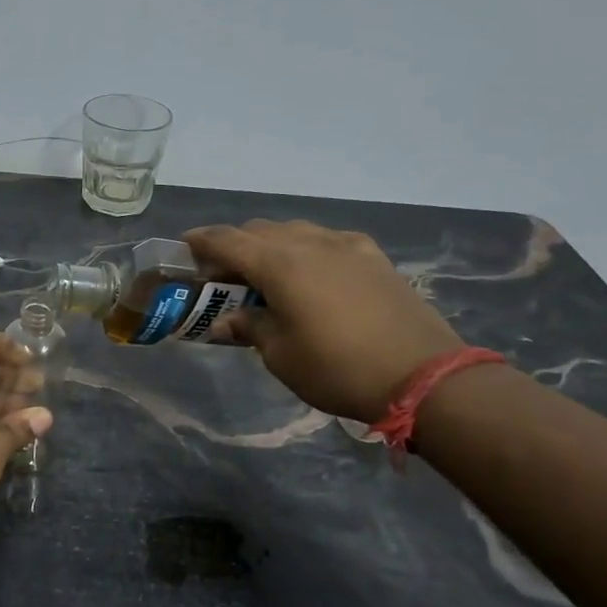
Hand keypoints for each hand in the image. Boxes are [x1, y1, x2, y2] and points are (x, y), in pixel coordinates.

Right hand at [186, 220, 462, 421]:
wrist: (422, 375)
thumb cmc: (337, 368)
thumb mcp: (281, 355)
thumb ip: (250, 327)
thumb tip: (227, 321)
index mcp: (279, 264)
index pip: (228, 240)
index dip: (201, 241)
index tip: (183, 246)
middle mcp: (310, 243)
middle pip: (259, 230)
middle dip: (234, 245)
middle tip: (222, 274)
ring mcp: (346, 245)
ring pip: (294, 230)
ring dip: (270, 245)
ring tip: (264, 273)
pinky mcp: (373, 257)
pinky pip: (327, 240)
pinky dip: (306, 249)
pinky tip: (311, 273)